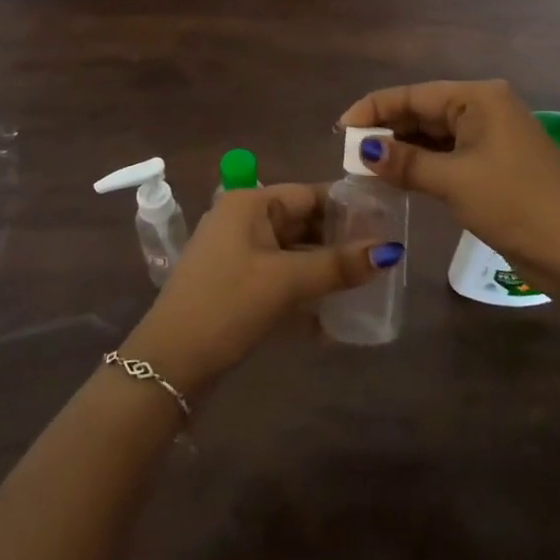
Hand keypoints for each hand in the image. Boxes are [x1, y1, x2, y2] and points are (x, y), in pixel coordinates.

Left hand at [121, 183, 402, 393]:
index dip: (347, 209)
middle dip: (339, 244)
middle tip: (382, 263)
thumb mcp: (286, 282)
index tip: (386, 226)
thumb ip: (337, 264)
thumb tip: (391, 250)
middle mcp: (243, 221)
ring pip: (293, 255)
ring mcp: (237, 255)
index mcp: (250, 204)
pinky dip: (304, 295)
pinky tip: (333, 322)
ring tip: (366, 291)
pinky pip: (280, 281)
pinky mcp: (236, 287)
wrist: (168, 364)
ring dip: (324, 273)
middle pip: (302, 224)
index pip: (309, 194)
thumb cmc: (227, 306)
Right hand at [339, 79, 559, 299]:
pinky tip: (397, 176)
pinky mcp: (494, 162)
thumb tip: (363, 149)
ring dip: (403, 148)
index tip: (340, 129)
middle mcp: (484, 108)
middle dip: (387, 130)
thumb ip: (405, 162)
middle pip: (423, 111)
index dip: (374, 109)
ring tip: (365, 165)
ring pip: (435, 134)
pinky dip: (423, 163)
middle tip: (348, 152)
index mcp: (478, 98)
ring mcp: (491, 135)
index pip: (414, 95)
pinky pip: (449, 153)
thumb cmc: (513, 203)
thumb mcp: (453, 181)